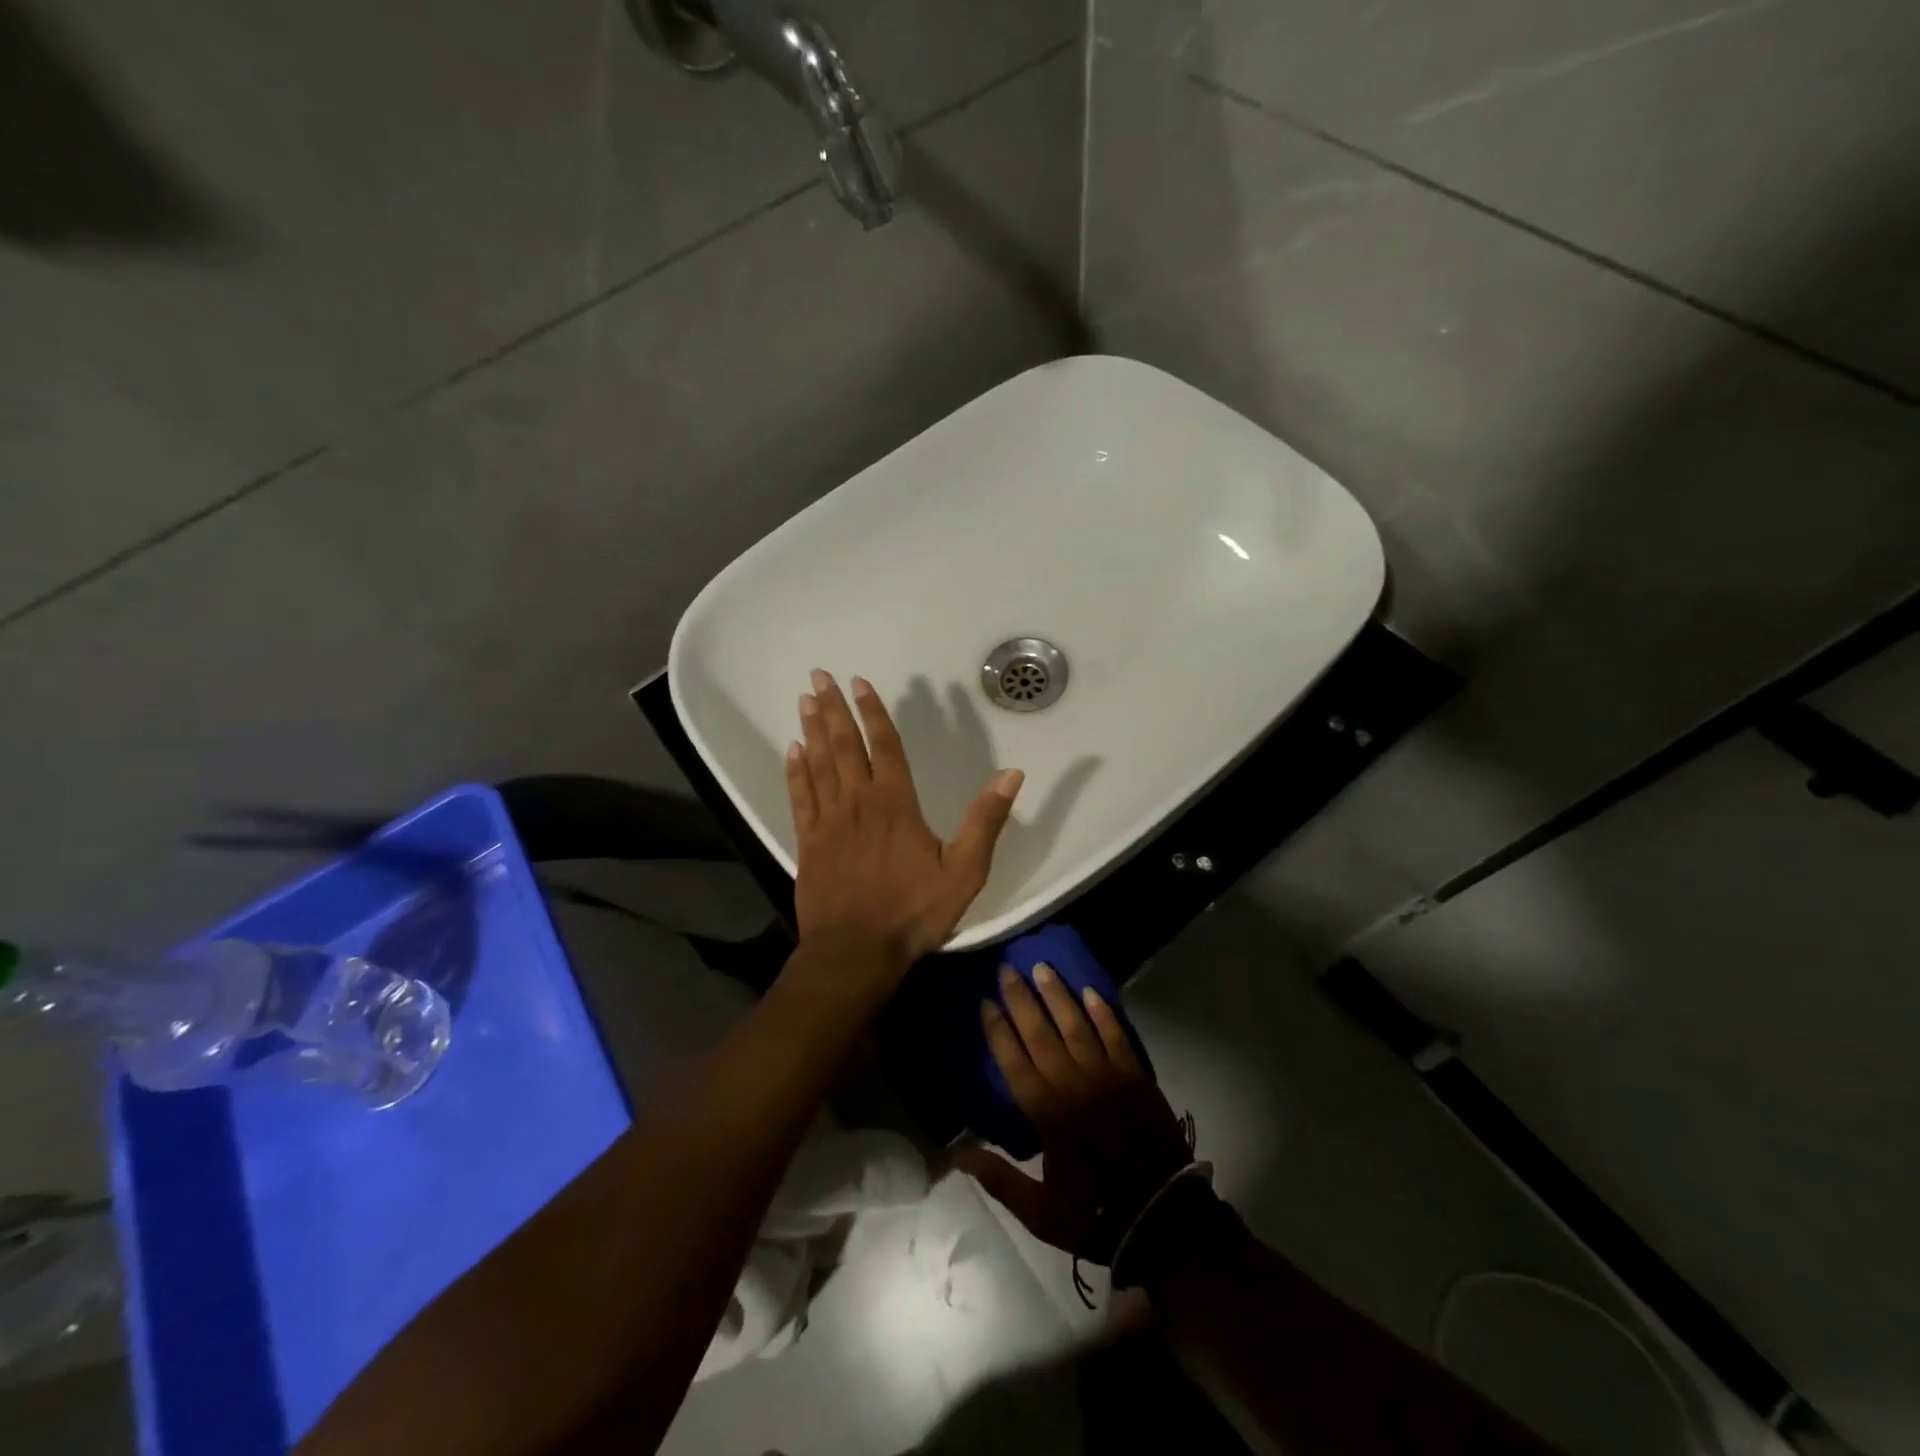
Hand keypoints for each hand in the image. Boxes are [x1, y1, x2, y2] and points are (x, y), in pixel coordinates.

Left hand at [786, 670, 1022, 978]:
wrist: (855, 952)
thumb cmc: (913, 911)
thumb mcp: (964, 872)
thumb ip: (986, 822)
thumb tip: (1012, 775)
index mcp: (895, 803)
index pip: (884, 745)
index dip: (873, 712)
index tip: (860, 683)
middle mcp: (858, 802)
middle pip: (843, 745)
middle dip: (834, 708)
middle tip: (820, 674)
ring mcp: (828, 821)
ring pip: (818, 764)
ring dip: (811, 730)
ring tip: (806, 699)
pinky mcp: (808, 842)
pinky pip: (799, 797)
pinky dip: (795, 771)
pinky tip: (791, 750)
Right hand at [956, 964, 1192, 1263]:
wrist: (1162, 1220)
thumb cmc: (1094, 1214)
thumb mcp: (1039, 1211)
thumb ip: (999, 1178)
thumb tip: (959, 1153)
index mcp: (1047, 1114)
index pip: (1014, 1062)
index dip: (998, 1031)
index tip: (986, 1003)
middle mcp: (1072, 1085)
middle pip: (1041, 1033)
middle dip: (1021, 999)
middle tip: (1007, 969)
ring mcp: (1106, 1076)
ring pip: (1076, 1025)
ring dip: (1057, 995)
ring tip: (1042, 967)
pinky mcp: (1135, 1077)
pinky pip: (1115, 1036)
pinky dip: (1102, 1013)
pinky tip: (1089, 992)